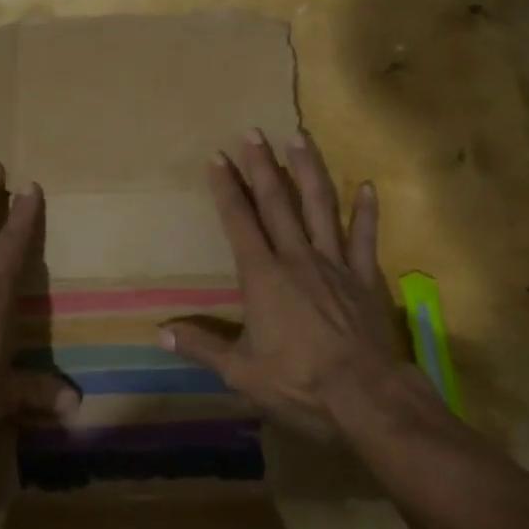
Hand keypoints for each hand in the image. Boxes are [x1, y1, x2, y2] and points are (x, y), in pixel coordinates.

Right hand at [162, 131, 403, 425]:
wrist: (366, 397)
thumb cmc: (299, 383)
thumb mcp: (241, 372)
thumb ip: (202, 347)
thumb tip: (160, 333)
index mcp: (263, 276)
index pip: (240, 222)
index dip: (226, 189)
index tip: (218, 157)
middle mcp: (297, 258)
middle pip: (277, 203)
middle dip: (261, 166)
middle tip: (252, 131)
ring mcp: (334, 264)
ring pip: (320, 207)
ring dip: (308, 171)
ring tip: (299, 138)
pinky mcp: (364, 277)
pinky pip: (365, 238)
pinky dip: (368, 212)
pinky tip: (368, 187)